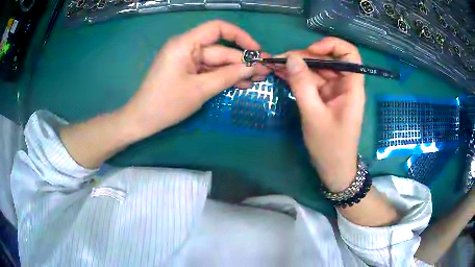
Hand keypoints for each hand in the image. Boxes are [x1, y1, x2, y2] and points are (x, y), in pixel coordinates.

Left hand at [121, 20, 268, 139]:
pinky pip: (209, 71)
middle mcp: (187, 47)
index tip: (256, 50)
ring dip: (236, 70)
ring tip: (258, 79)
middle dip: (242, 60)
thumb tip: (253, 67)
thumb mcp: (201, 89)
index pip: (217, 29)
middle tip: (265, 71)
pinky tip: (242, 84)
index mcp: (185, 44)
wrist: (143, 120)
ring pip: (216, 62)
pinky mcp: (187, 71)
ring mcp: (187, 60)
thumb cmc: (167, 104)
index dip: (240, 36)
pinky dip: (224, 77)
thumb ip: (228, 76)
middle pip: (220, 49)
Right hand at [272, 37, 364, 191]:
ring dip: (296, 67)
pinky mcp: (323, 98)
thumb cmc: (330, 146)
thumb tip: (291, 58)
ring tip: (274, 65)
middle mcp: (344, 85)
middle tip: (279, 60)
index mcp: (352, 87)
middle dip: (304, 57)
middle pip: (328, 60)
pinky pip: (310, 82)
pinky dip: (296, 78)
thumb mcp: (314, 115)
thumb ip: (302, 85)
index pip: (349, 54)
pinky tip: (280, 74)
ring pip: (316, 70)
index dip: (332, 46)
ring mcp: (333, 91)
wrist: (333, 169)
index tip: (311, 51)